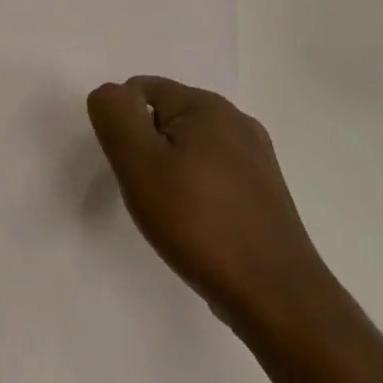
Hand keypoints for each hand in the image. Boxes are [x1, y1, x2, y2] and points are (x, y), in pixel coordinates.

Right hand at [87, 76, 325, 329]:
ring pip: (188, 148)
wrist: (272, 292)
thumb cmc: (198, 222)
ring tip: (169, 212)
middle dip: (145, 149)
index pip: (140, 90)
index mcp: (208, 105)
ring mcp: (255, 156)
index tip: (129, 168)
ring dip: (168, 172)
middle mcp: (237, 121)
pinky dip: (193, 191)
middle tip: (145, 192)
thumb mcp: (139, 162)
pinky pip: (211, 173)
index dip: (122, 126)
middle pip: (165, 118)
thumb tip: (111, 94)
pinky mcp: (262, 190)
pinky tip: (196, 224)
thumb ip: (115, 116)